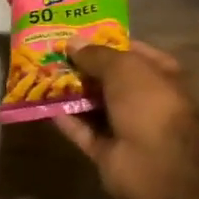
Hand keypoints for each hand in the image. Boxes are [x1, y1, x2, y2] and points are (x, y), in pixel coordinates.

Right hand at [54, 43, 198, 198]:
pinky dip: (65, 119)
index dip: (104, 42)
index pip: (131, 52)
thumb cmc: (149, 103)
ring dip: (69, 92)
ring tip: (39, 73)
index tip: (74, 34)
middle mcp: (143, 99)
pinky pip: (82, 131)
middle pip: (108, 79)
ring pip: (92, 105)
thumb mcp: (123, 67)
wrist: (160, 164)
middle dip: (81, 67)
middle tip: (49, 52)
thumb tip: (72, 43)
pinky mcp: (107, 152)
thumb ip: (96, 55)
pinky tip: (41, 103)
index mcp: (159, 74)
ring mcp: (126, 127)